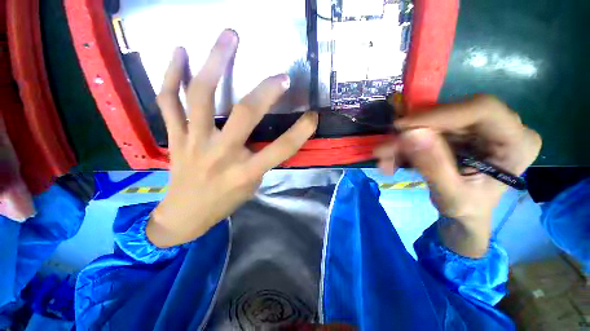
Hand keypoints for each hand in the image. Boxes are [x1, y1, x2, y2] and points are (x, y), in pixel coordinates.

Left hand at [147, 30, 318, 247]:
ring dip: (214, 63)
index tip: (313, 115)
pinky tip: (179, 51)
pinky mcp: (175, 137)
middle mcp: (221, 155)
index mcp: (246, 173)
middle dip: (265, 91)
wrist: (185, 215)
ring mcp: (194, 142)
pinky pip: (168, 102)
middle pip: (244, 115)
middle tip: (280, 74)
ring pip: (201, 97)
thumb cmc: (224, 202)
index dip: (300, 132)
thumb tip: (268, 136)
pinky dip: (171, 75)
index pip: (281, 149)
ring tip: (228, 36)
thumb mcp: (252, 186)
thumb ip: (261, 160)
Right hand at [374, 95, 541, 257]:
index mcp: (517, 142)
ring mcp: (477, 127)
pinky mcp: (458, 131)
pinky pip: (426, 130)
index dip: (439, 113)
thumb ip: (433, 166)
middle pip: (451, 115)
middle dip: (413, 132)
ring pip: (433, 122)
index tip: (402, 127)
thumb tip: (410, 134)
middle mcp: (501, 127)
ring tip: (384, 160)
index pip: (482, 109)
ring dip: (404, 141)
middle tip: (385, 149)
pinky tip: (392, 159)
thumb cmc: (467, 210)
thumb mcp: (451, 196)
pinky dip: (405, 145)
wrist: (465, 213)